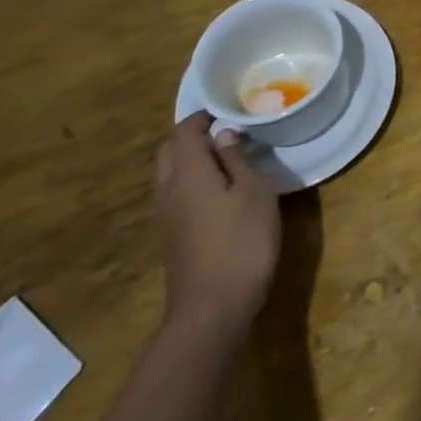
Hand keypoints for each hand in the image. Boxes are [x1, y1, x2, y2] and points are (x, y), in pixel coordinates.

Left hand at [155, 114, 280, 338]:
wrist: (212, 309)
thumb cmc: (241, 241)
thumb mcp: (254, 193)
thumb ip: (237, 160)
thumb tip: (223, 135)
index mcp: (188, 173)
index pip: (184, 132)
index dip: (203, 117)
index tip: (228, 111)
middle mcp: (169, 190)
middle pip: (169, 151)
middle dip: (191, 137)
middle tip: (225, 132)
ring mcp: (166, 217)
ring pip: (169, 175)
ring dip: (190, 160)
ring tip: (226, 158)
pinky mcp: (172, 237)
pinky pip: (176, 195)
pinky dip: (192, 182)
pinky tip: (219, 192)